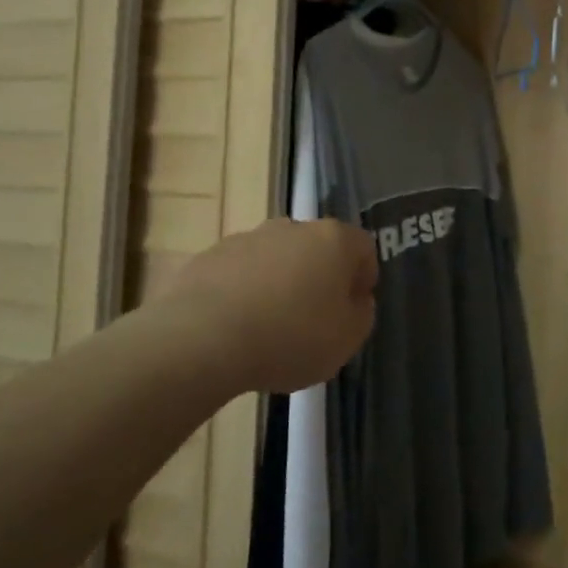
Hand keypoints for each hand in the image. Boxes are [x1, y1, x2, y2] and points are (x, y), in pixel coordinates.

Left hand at [164, 219, 377, 395]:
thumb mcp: (347, 339)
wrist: (202, 339)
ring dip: (280, 283)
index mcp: (333, 239)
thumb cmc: (290, 337)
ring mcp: (247, 238)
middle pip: (317, 248)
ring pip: (276, 258)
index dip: (364, 278)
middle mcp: (292, 227)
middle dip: (320, 277)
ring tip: (270, 327)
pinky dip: (244, 293)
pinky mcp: (209, 256)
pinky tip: (237, 327)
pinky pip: (239, 273)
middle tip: (315, 319)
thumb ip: (361, 314)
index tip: (354, 309)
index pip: (364, 247)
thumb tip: (355, 299)